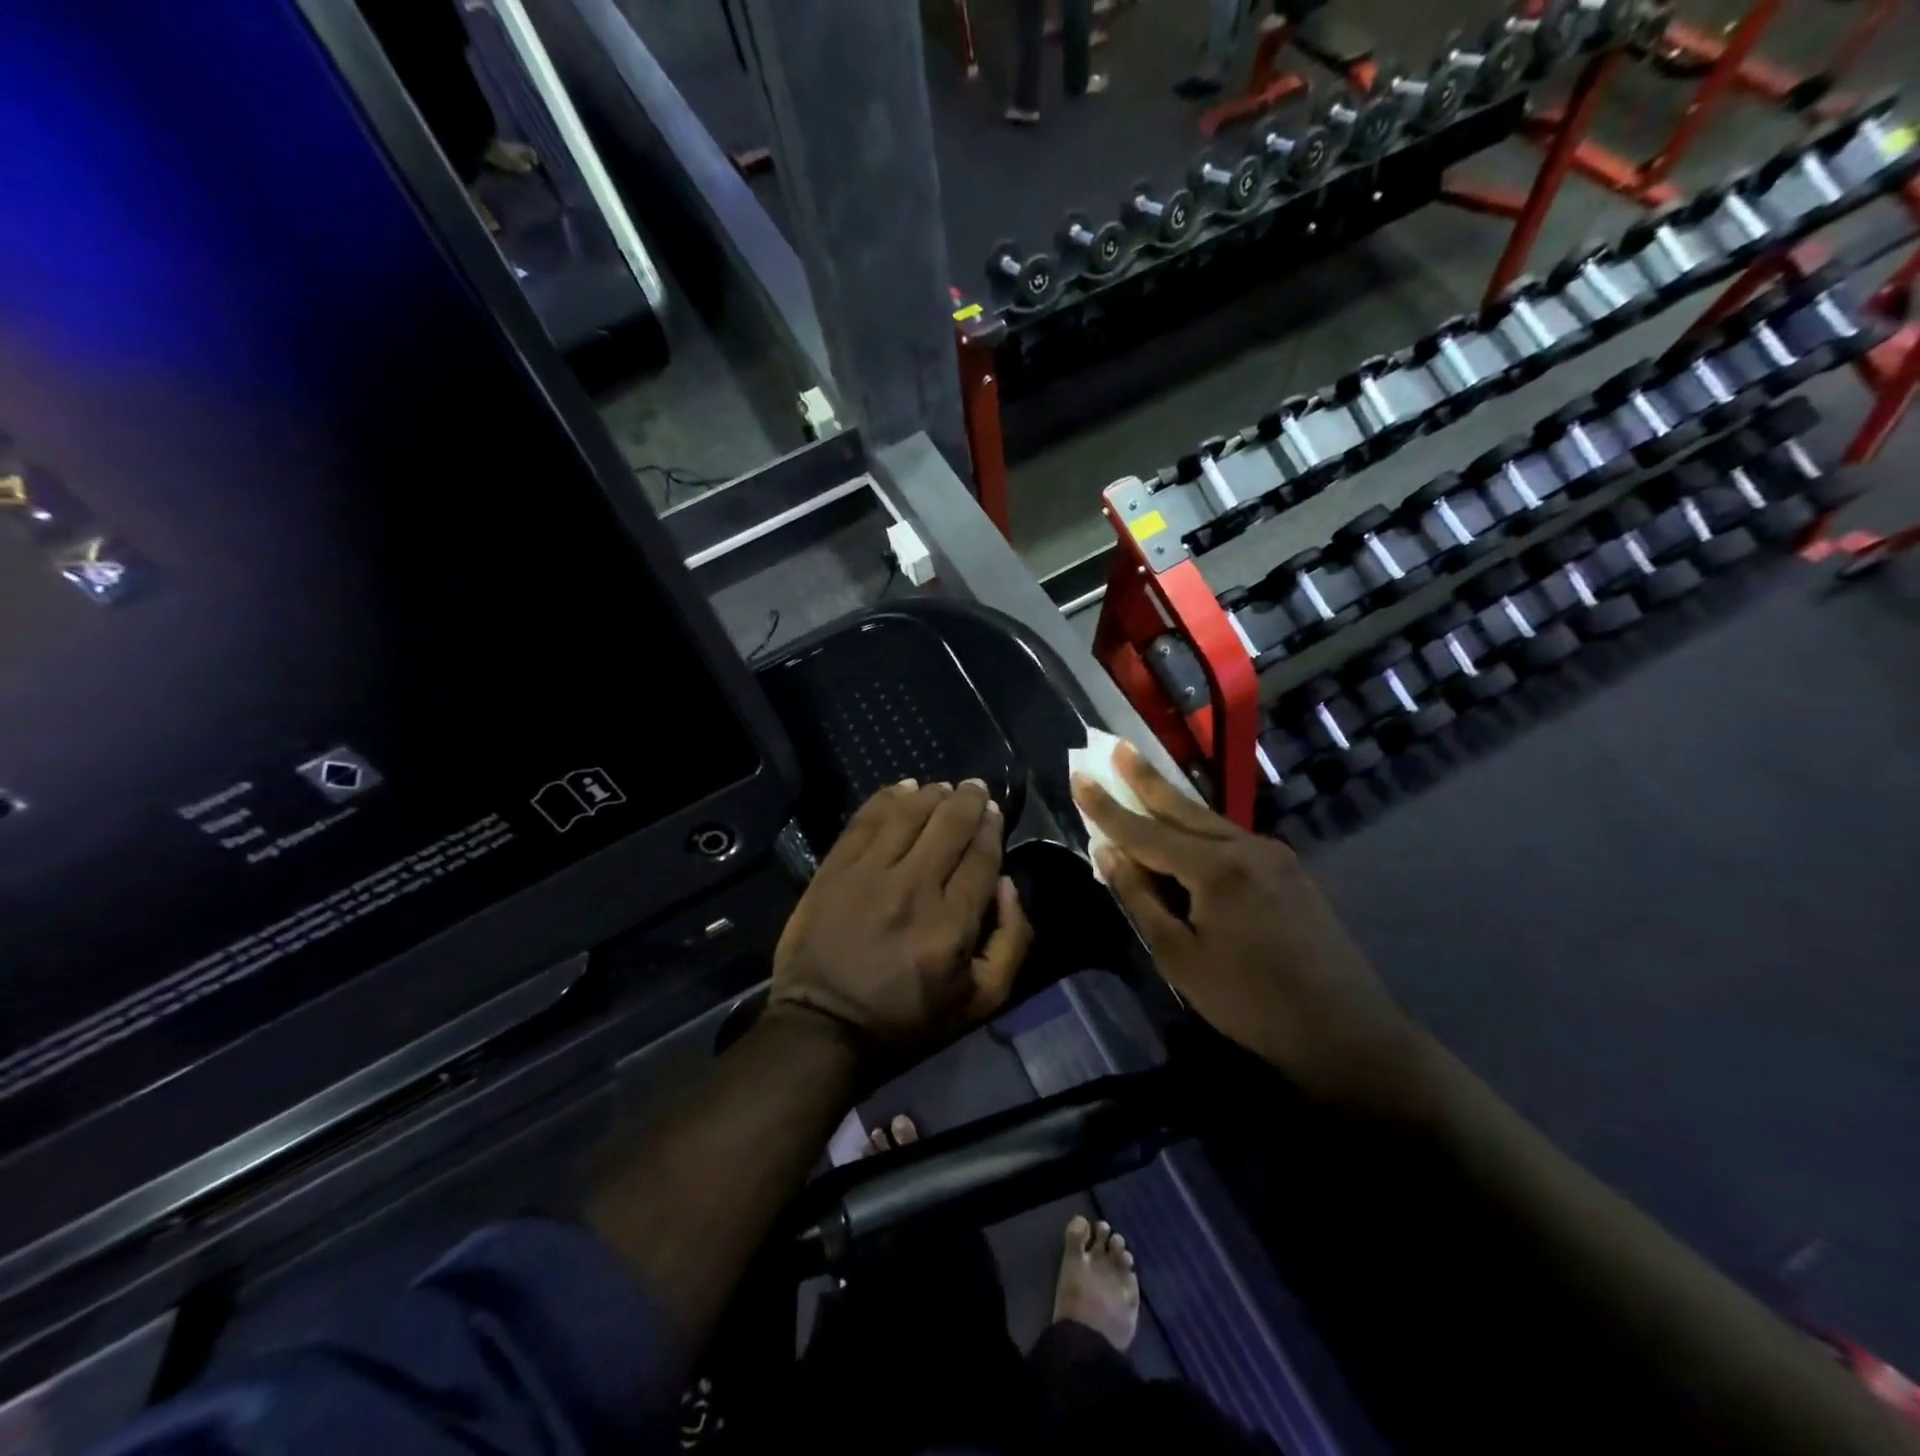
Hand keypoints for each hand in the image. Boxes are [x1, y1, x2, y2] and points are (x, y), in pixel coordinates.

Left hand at [771, 779, 1032, 1053]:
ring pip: (908, 814)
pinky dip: (887, 798)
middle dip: (969, 800)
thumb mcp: (981, 1001)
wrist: (823, 1026)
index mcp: (952, 925)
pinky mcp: (835, 869)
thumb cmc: (907, 1018)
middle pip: (948, 825)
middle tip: (975, 788)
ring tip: (943, 788)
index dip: (991, 827)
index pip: (981, 856)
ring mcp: (868, 875)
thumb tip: (1006, 883)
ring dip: (931, 794)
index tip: (994, 812)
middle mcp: (913, 889)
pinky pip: (865, 820)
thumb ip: (1011, 941)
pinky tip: (903, 788)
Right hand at [1072, 745, 1424, 1114]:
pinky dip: (1199, 828)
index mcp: (1215, 868)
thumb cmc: (1250, 1002)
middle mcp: (1246, 847)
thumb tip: (1108, 853)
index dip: (1106, 807)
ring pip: (1209, 820)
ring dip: (1172, 800)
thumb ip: (1140, 898)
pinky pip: (1231, 838)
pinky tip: (1186, 827)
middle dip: (1145, 779)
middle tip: (1116, 747)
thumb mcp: (1179, 957)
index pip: (1145, 831)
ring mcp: (1274, 856)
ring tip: (1142, 776)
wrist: (1346, 1032)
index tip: (1078, 776)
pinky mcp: (1289, 871)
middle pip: (1182, 808)